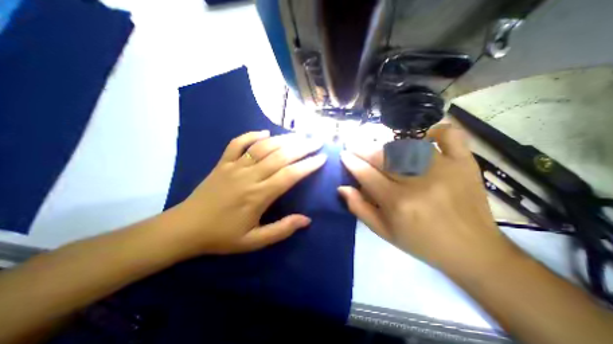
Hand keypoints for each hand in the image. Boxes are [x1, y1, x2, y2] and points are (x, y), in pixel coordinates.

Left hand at [169, 130, 325, 255]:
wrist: (185, 228)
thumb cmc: (222, 236)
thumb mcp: (254, 241)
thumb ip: (281, 230)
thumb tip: (306, 220)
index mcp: (258, 195)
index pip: (289, 175)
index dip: (308, 165)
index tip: (322, 158)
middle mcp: (249, 176)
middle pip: (280, 156)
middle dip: (302, 147)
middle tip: (317, 141)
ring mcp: (234, 166)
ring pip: (263, 147)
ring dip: (283, 139)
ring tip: (299, 135)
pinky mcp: (222, 162)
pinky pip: (237, 143)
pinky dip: (251, 135)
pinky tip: (264, 132)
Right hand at [337, 125, 518, 277]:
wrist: (473, 250)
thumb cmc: (421, 243)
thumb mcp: (383, 232)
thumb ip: (359, 208)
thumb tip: (342, 187)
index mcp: (397, 203)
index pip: (366, 174)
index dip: (351, 162)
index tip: (344, 154)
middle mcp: (418, 183)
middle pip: (383, 156)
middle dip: (363, 149)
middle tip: (355, 146)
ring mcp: (444, 169)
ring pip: (407, 145)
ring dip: (387, 144)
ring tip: (379, 148)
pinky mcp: (464, 163)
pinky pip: (449, 135)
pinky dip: (435, 130)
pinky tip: (423, 136)